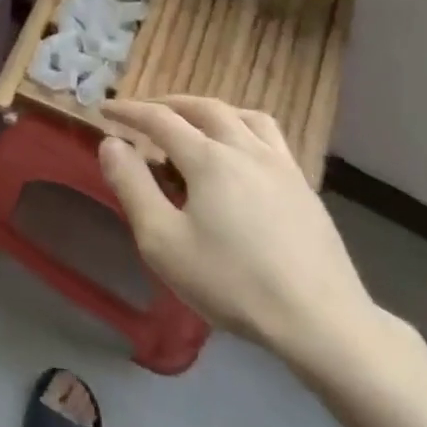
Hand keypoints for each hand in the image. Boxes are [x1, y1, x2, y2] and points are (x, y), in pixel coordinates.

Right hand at [98, 95, 381, 373]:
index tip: (105, 109)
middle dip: (168, 104)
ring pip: (242, 116)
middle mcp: (245, 149)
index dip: (129, 111)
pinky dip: (242, 128)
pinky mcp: (304, 187)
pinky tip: (240, 154)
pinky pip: (269, 137)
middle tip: (144, 113)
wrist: (321, 321)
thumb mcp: (163, 241)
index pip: (159, 119)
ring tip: (194, 123)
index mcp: (208, 159)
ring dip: (209, 111)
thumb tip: (111, 143)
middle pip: (203, 108)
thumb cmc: (232, 282)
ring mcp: (281, 166)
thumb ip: (132, 186)